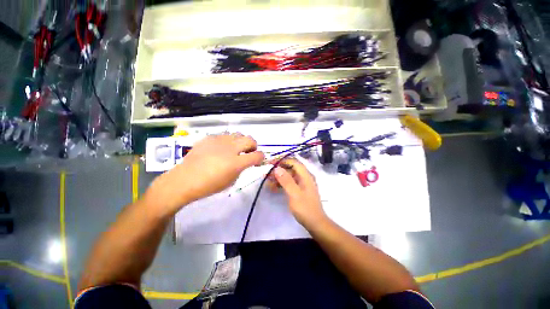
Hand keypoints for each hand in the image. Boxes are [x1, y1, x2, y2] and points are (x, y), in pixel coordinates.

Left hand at [146, 133, 264, 214]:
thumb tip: (245, 161)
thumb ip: (241, 168)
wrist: (185, 180)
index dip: (261, 157)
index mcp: (236, 163)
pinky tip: (220, 149)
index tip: (258, 160)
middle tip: (248, 152)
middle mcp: (230, 148)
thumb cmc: (209, 185)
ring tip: (235, 149)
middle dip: (253, 146)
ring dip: (241, 141)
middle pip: (250, 139)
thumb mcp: (231, 181)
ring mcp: (219, 141)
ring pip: (238, 134)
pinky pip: (224, 135)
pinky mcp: (209, 138)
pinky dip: (227, 141)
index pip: (257, 155)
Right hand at [269, 158, 327, 226]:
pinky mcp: (299, 190)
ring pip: (288, 177)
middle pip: (290, 169)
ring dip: (278, 178)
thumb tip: (277, 168)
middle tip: (266, 174)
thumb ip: (286, 181)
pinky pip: (289, 184)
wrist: (315, 223)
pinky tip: (273, 188)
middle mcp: (304, 178)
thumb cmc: (305, 208)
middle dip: (278, 170)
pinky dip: (281, 184)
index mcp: (306, 176)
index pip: (294, 162)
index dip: (282, 161)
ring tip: (267, 181)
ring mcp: (301, 184)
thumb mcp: (294, 194)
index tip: (271, 163)